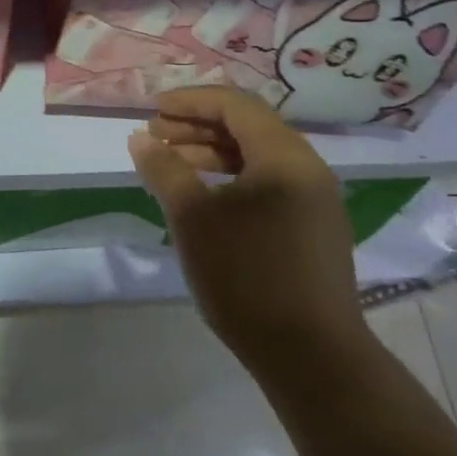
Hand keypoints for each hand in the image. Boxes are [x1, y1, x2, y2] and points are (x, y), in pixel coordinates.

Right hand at [128, 87, 364, 365]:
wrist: (310, 354)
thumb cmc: (247, 275)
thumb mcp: (193, 217)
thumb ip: (164, 170)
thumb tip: (140, 138)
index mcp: (285, 156)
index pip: (235, 105)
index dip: (190, 101)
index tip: (152, 112)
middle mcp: (307, 168)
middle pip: (249, 128)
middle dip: (197, 127)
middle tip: (155, 139)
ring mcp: (315, 201)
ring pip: (258, 159)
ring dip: (212, 155)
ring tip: (172, 168)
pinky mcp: (313, 229)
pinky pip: (268, 185)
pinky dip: (232, 181)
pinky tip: (204, 201)